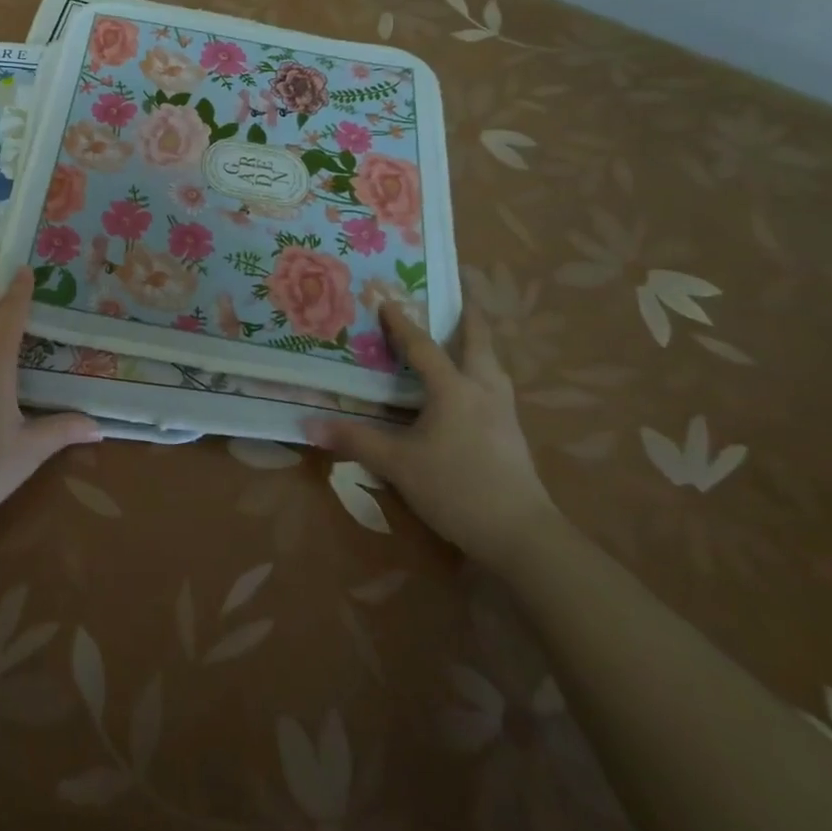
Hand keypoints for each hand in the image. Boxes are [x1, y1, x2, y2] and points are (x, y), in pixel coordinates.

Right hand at [306, 303, 555, 573]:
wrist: (523, 536)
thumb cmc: (457, 488)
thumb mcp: (398, 465)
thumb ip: (356, 441)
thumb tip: (309, 424)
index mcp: (453, 388)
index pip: (423, 346)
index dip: (402, 323)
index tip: (387, 299)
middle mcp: (483, 390)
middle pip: (479, 342)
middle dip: (469, 316)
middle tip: (461, 294)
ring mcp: (504, 412)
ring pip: (493, 365)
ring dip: (480, 344)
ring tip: (467, 336)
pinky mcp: (513, 435)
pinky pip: (496, 387)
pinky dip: (483, 372)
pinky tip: (474, 388)